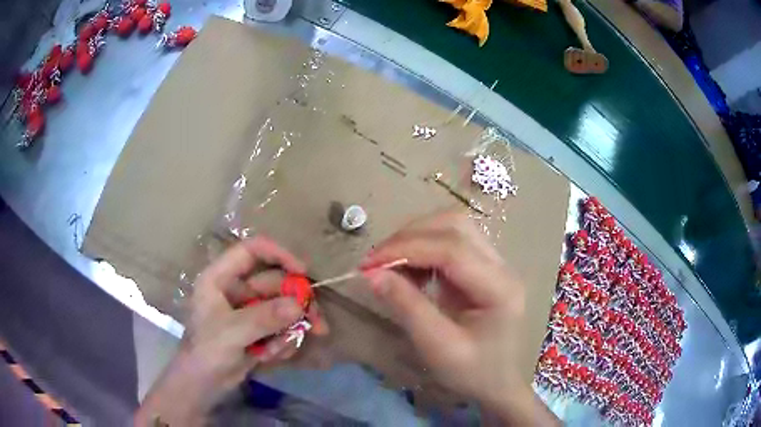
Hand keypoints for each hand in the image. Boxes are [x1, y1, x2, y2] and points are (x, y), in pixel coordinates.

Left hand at [134, 237, 327, 425]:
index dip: (278, 254)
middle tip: (318, 324)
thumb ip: (264, 318)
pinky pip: (279, 327)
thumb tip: (299, 306)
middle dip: (296, 305)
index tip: (303, 271)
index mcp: (220, 278)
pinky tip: (270, 357)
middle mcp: (236, 289)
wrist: (203, 385)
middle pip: (275, 283)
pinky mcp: (257, 329)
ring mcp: (247, 311)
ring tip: (282, 350)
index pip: (251, 251)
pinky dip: (282, 342)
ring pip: (281, 307)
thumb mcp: (231, 332)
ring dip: (289, 329)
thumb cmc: (206, 351)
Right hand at [362, 211, 558, 424]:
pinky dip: (423, 249)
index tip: (370, 263)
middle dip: (410, 236)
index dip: (407, 248)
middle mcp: (502, 266)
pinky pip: (450, 243)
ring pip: (453, 227)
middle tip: (377, 261)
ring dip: (416, 238)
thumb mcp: (437, 347)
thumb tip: (372, 274)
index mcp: (500, 288)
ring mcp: (494, 263)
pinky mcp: (482, 267)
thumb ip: (407, 307)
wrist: (497, 383)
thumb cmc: (472, 372)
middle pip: (455, 226)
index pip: (452, 249)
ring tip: (390, 265)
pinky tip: (409, 271)